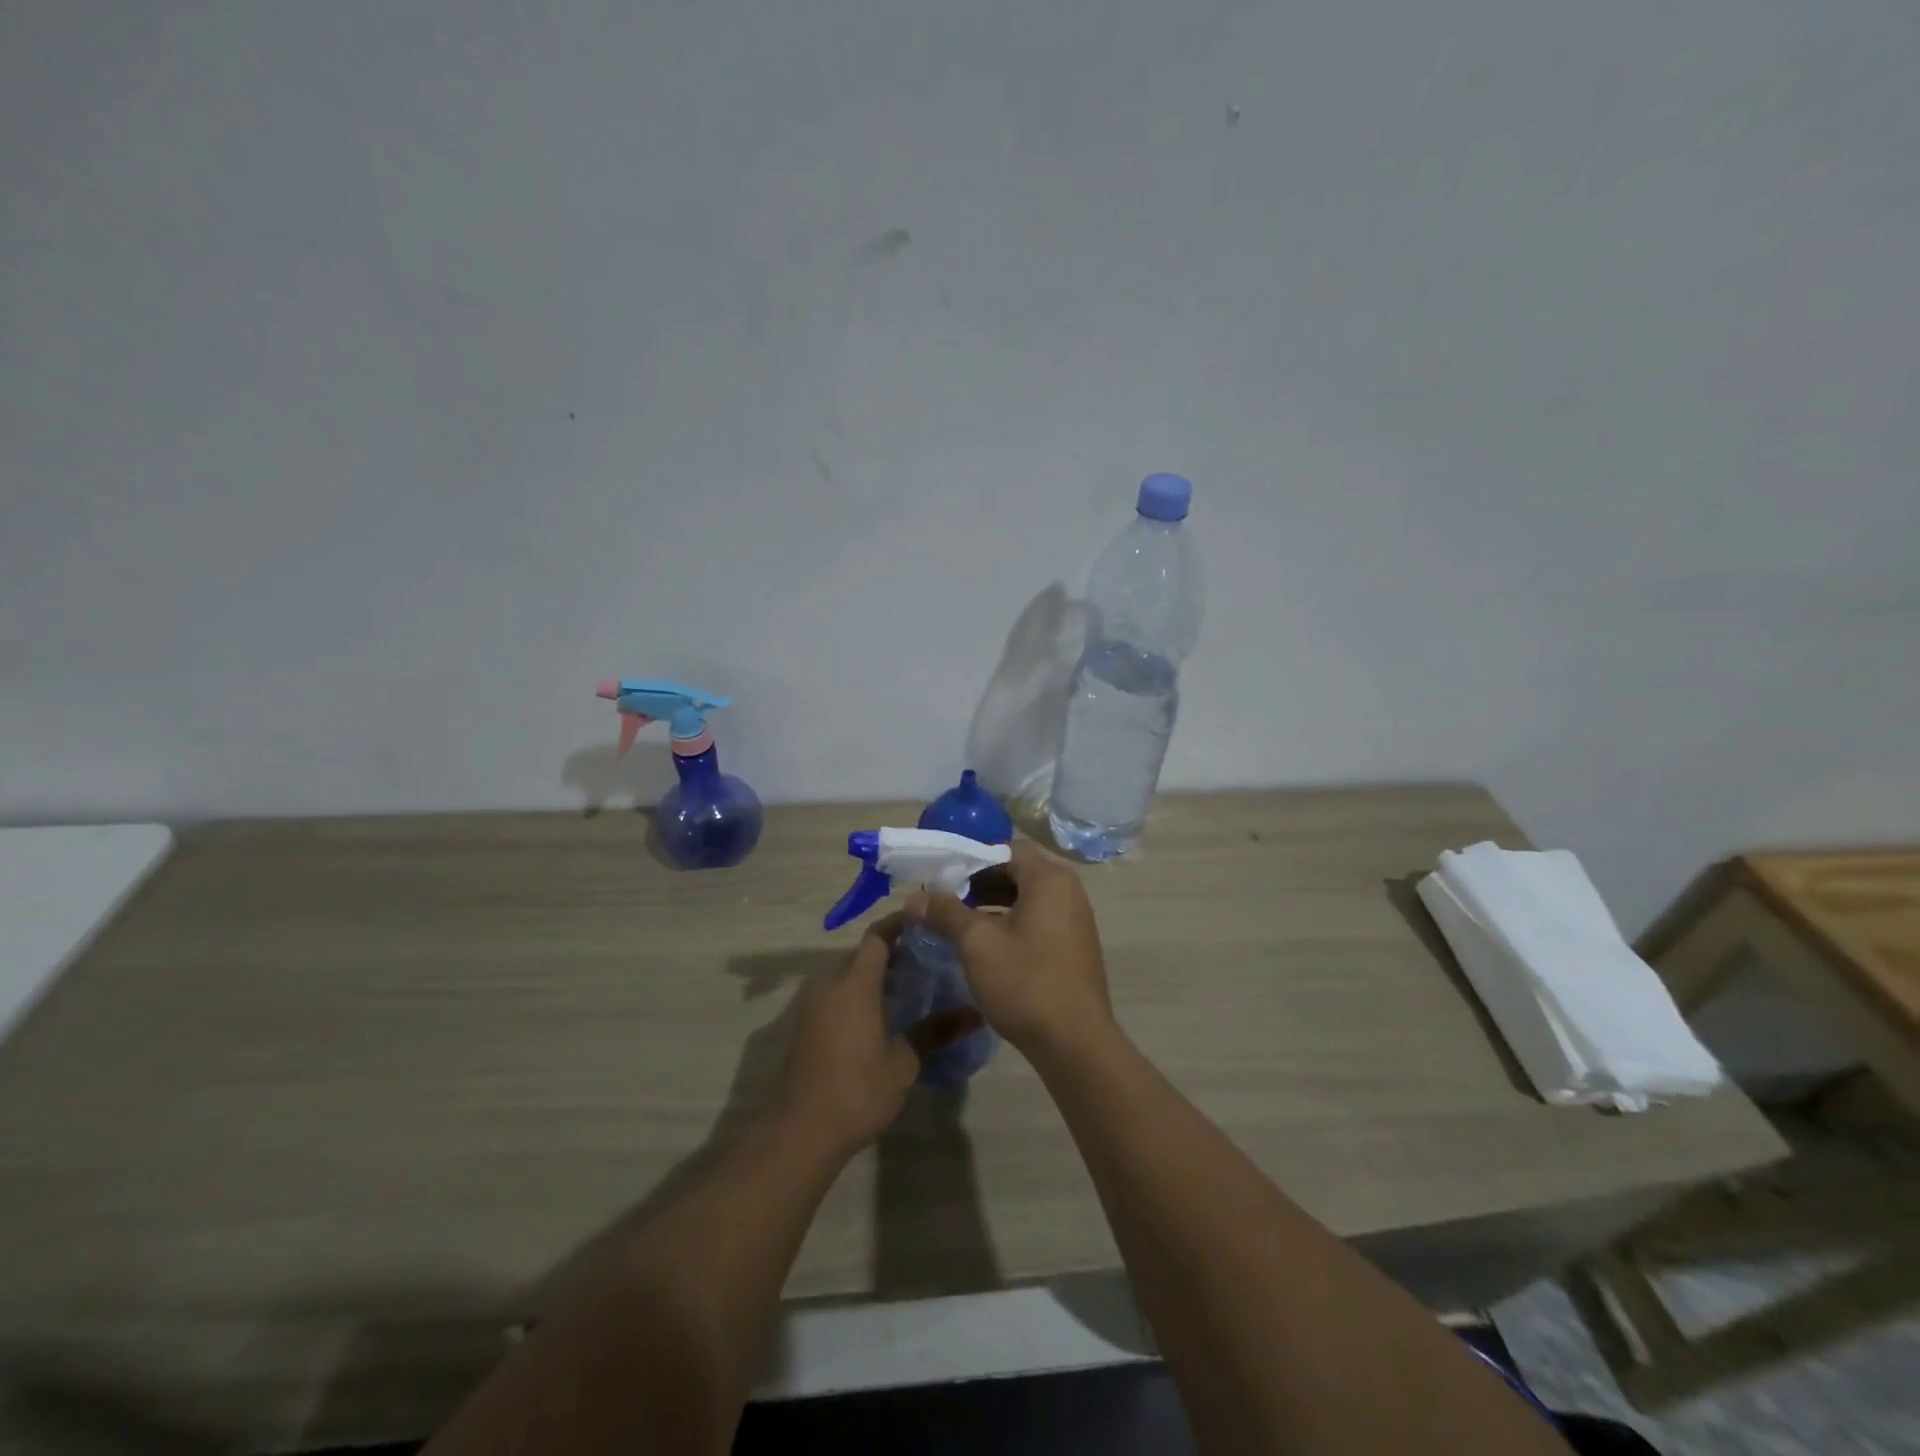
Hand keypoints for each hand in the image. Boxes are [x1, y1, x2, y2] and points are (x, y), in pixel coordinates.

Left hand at [776, 913, 982, 1155]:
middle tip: (928, 962)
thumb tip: (974, 1014)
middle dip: (893, 954)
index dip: (900, 925)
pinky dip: (859, 997)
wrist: (800, 1132)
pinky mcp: (806, 1028)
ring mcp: (813, 1006)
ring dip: (875, 978)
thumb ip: (936, 1031)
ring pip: (849, 978)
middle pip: (863, 956)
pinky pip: (837, 998)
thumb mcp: (904, 1062)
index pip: (878, 936)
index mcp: (855, 983)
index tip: (926, 923)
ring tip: (911, 990)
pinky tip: (883, 1018)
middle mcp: (830, 985)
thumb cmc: (858, 1089)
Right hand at [906, 840, 1112, 1055]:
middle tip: (945, 899)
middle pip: (1017, 872)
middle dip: (979, 882)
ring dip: (993, 904)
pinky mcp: (1075, 946)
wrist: (1075, 1043)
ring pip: (1027, 898)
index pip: (1007, 849)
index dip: (972, 858)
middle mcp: (1068, 891)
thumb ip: (946, 913)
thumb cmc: (1025, 982)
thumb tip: (914, 898)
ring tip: (959, 923)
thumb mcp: (977, 944)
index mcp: (1050, 879)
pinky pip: (1038, 920)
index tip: (942, 876)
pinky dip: (1011, 923)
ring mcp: (1075, 920)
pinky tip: (986, 946)